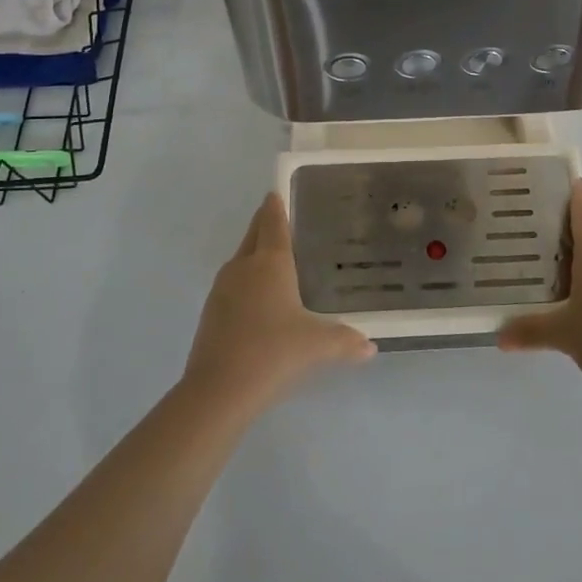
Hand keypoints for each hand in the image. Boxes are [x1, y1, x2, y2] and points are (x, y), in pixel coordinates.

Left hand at [183, 193, 374, 416]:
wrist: (218, 390)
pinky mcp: (210, 312)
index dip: (276, 207)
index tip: (276, 192)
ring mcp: (222, 289)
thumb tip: (370, 347)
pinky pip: (232, 284)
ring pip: (240, 259)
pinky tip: (257, 299)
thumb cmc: (273, 353)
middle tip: (277, 216)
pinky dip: (245, 281)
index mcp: (271, 263)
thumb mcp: (317, 346)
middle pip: (253, 235)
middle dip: (263, 223)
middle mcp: (244, 267)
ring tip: (273, 259)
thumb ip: (345, 341)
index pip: (273, 223)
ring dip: (253, 253)